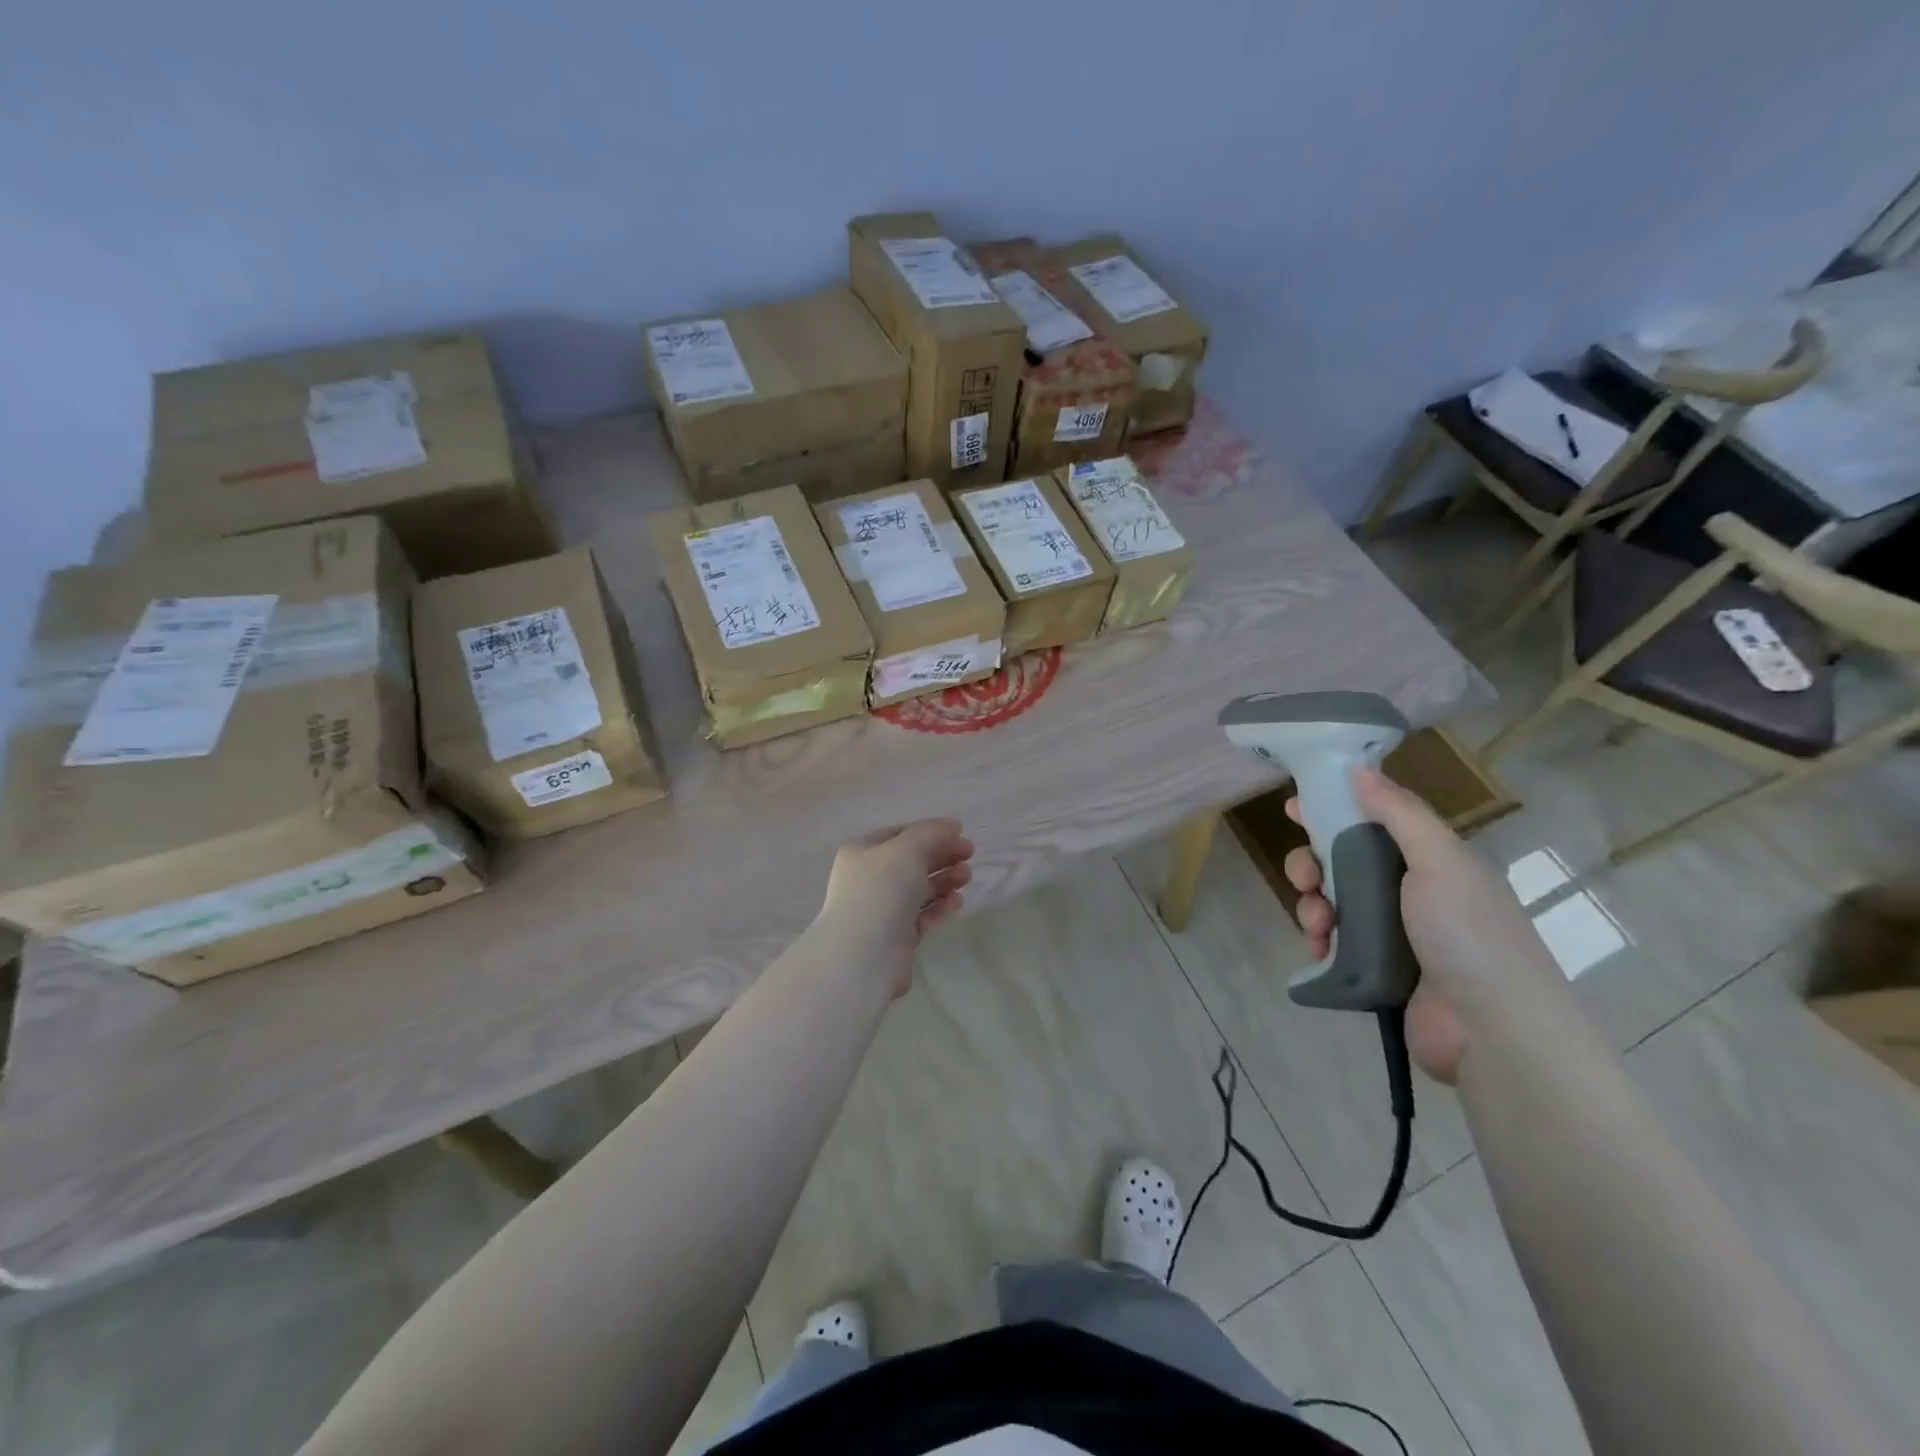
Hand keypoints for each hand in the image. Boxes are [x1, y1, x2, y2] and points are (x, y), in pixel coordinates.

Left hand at [813, 819, 973, 997]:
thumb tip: (952, 826)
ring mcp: (880, 910)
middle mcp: (868, 879)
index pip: (901, 834)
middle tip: (969, 856)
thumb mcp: (908, 848)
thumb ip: (932, 832)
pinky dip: (940, 907)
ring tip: (967, 877)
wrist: (863, 955)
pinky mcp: (895, 938)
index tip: (960, 835)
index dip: (931, 832)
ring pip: (918, 889)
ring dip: (944, 880)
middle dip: (941, 856)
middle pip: (911, 861)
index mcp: (862, 852)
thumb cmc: (882, 890)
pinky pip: (921, 916)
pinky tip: (957, 901)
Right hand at [1283, 767, 1565, 1083]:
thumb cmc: (1467, 933)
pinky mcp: (1376, 970)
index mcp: (1430, 861)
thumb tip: (1359, 769)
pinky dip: (1319, 941)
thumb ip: (1399, 814)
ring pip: (1333, 902)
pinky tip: (1318, 950)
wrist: (1492, 1030)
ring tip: (1316, 924)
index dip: (1333, 810)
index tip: (1294, 808)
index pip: (1373, 822)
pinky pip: (1334, 943)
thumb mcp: (1440, 861)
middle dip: (1312, 864)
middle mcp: (1410, 892)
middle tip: (1305, 877)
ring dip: (1312, 905)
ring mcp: (1393, 934)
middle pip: (1343, 862)